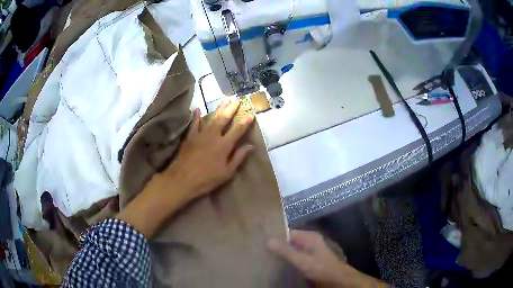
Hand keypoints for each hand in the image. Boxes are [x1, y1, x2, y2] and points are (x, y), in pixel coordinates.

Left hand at [117, 100, 253, 238]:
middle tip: (237, 99)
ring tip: (225, 100)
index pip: (238, 130)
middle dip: (232, 108)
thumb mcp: (227, 173)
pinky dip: (197, 116)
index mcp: (224, 145)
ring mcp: (200, 134)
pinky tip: (198, 109)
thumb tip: (250, 146)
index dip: (245, 121)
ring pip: (211, 118)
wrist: (183, 179)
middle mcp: (213, 136)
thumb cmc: (207, 179)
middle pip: (224, 119)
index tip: (251, 113)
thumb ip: (238, 158)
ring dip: (219, 108)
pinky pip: (194, 124)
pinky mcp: (190, 137)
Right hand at [268, 230, 386, 287]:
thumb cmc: (321, 268)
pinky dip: (287, 260)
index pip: (288, 232)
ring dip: (282, 253)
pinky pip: (295, 257)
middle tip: (260, 251)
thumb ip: (286, 251)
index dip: (275, 236)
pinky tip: (278, 265)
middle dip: (277, 246)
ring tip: (266, 258)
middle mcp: (309, 241)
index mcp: (309, 237)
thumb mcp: (303, 260)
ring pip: (292, 249)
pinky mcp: (310, 260)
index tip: (260, 241)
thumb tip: (268, 239)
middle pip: (289, 241)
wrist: (338, 280)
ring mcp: (310, 251)